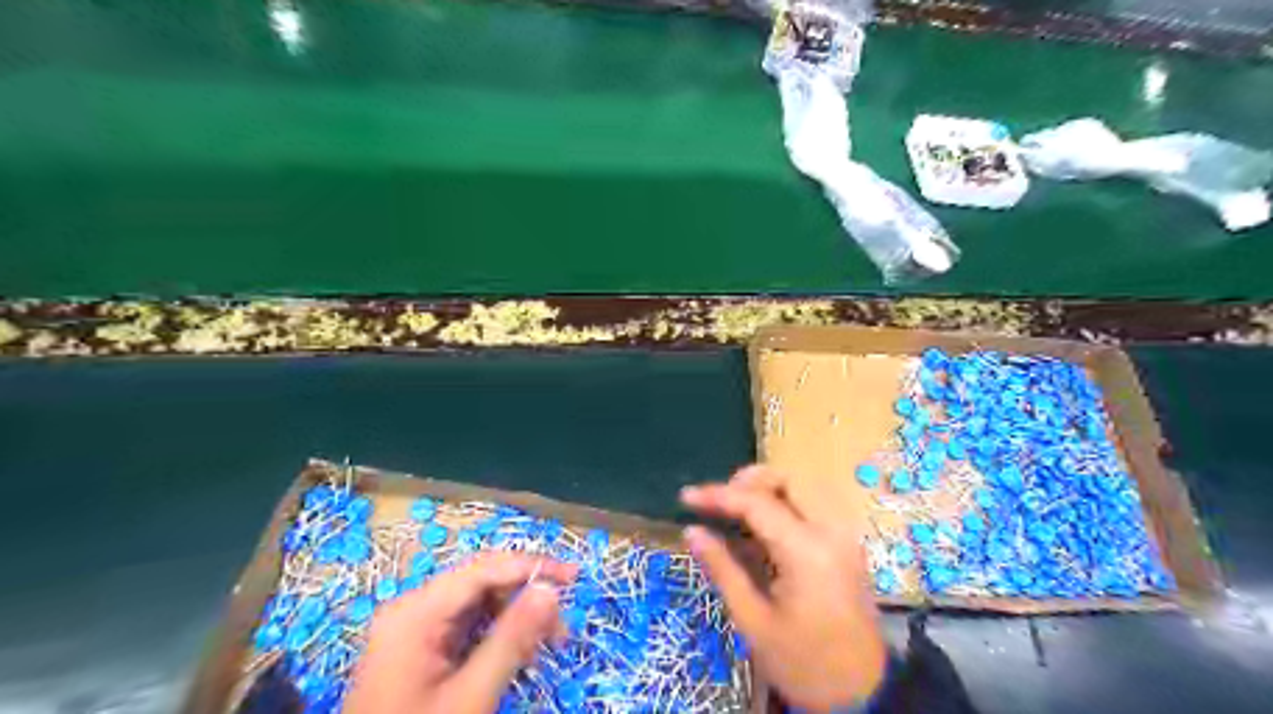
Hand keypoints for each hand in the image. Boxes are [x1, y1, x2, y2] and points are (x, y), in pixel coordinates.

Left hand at [341, 551, 573, 713]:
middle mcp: (413, 608)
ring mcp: (414, 628)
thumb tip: (550, 590)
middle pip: (481, 582)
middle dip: (525, 597)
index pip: (484, 569)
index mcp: (416, 612)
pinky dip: (496, 634)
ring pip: (478, 603)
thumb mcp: (470, 696)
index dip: (532, 567)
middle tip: (561, 628)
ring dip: (515, 617)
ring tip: (545, 645)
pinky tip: (516, 653)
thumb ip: (511, 639)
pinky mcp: (419, 647)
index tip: (573, 577)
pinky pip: (467, 624)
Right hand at [680, 466, 882, 709]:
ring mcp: (845, 536)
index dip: (717, 495)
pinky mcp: (848, 544)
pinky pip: (815, 504)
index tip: (685, 497)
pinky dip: (786, 502)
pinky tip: (764, 526)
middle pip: (790, 478)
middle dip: (750, 480)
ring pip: (805, 487)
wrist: (863, 694)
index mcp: (807, 551)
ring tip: (737, 509)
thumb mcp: (754, 621)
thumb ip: (722, 569)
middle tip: (720, 501)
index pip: (756, 503)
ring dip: (769, 488)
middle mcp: (832, 531)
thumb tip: (691, 531)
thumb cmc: (803, 663)